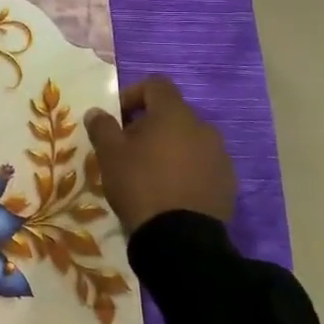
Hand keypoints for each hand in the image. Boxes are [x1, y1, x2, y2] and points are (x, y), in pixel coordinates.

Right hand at [83, 76, 235, 234]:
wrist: (180, 239)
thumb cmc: (140, 185)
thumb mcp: (109, 154)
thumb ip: (102, 126)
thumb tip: (97, 111)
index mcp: (174, 114)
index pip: (156, 84)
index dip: (133, 93)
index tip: (117, 117)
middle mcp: (203, 128)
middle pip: (172, 113)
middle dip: (149, 124)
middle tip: (128, 148)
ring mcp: (219, 156)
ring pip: (188, 139)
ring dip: (168, 146)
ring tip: (149, 171)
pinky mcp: (227, 182)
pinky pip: (201, 163)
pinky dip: (185, 168)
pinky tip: (169, 190)